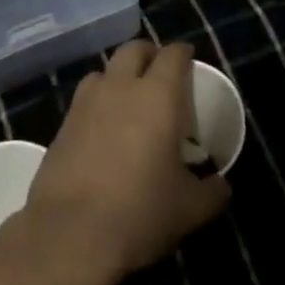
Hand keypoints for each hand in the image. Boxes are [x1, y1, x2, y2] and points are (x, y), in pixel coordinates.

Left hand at [22, 40, 230, 282]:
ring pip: (105, 70)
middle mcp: (121, 87)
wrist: (70, 234)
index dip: (183, 53)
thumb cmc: (140, 212)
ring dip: (119, 76)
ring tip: (128, 100)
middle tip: (160, 73)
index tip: (189, 61)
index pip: (173, 55)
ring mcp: (87, 103)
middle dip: (149, 54)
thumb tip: (222, 185)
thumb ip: (211, 192)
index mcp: (158, 96)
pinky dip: (97, 102)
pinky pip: (85, 99)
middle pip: (134, 49)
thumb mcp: (189, 209)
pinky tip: (103, 129)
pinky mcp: (62, 124)